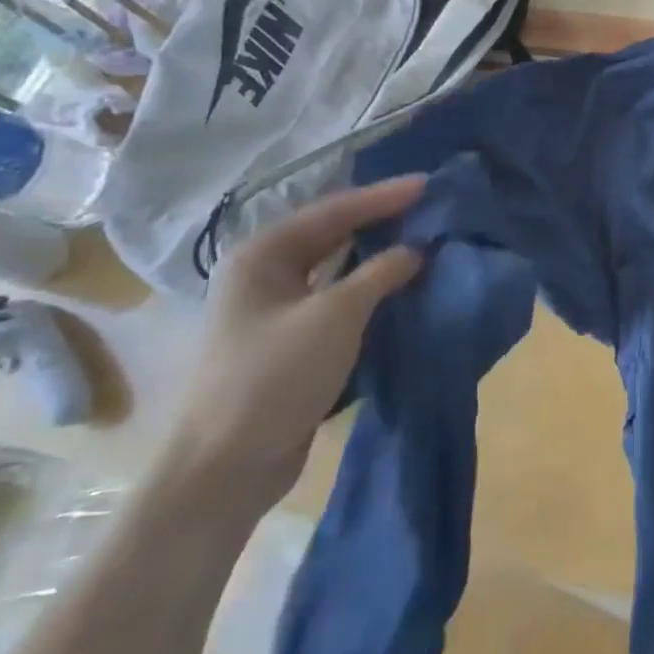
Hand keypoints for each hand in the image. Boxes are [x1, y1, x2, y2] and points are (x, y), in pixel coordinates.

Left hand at [162, 176, 425, 518]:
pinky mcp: (290, 343)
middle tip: (427, 209)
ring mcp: (275, 310)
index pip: (333, 211)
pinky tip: (399, 287)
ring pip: (336, 269)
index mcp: (263, 254)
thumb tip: (416, 251)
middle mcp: (265, 274)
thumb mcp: (336, 316)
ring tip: (422, 241)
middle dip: (380, 222)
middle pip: (332, 234)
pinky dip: (369, 291)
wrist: (226, 468)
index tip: (428, 184)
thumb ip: (380, 274)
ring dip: (377, 257)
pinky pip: (337, 301)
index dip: (384, 197)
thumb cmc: (275, 377)